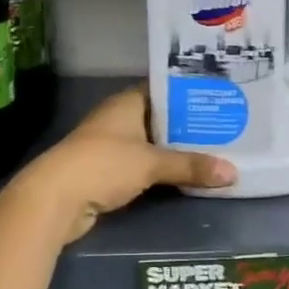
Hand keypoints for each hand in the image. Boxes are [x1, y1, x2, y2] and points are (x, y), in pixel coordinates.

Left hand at [22, 88, 236, 244]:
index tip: (218, 98)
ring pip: (151, 144)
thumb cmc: (103, 165)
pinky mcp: (107, 171)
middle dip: (188, 126)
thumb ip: (190, 166)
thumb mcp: (151, 163)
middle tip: (226, 128)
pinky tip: (185, 177)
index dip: (189, 93)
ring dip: (174, 151)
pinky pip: (142, 166)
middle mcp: (118, 118)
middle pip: (160, 118)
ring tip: (214, 152)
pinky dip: (160, 171)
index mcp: (127, 103)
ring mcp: (110, 145)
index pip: (164, 89)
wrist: (54, 198)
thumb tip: (233, 173)